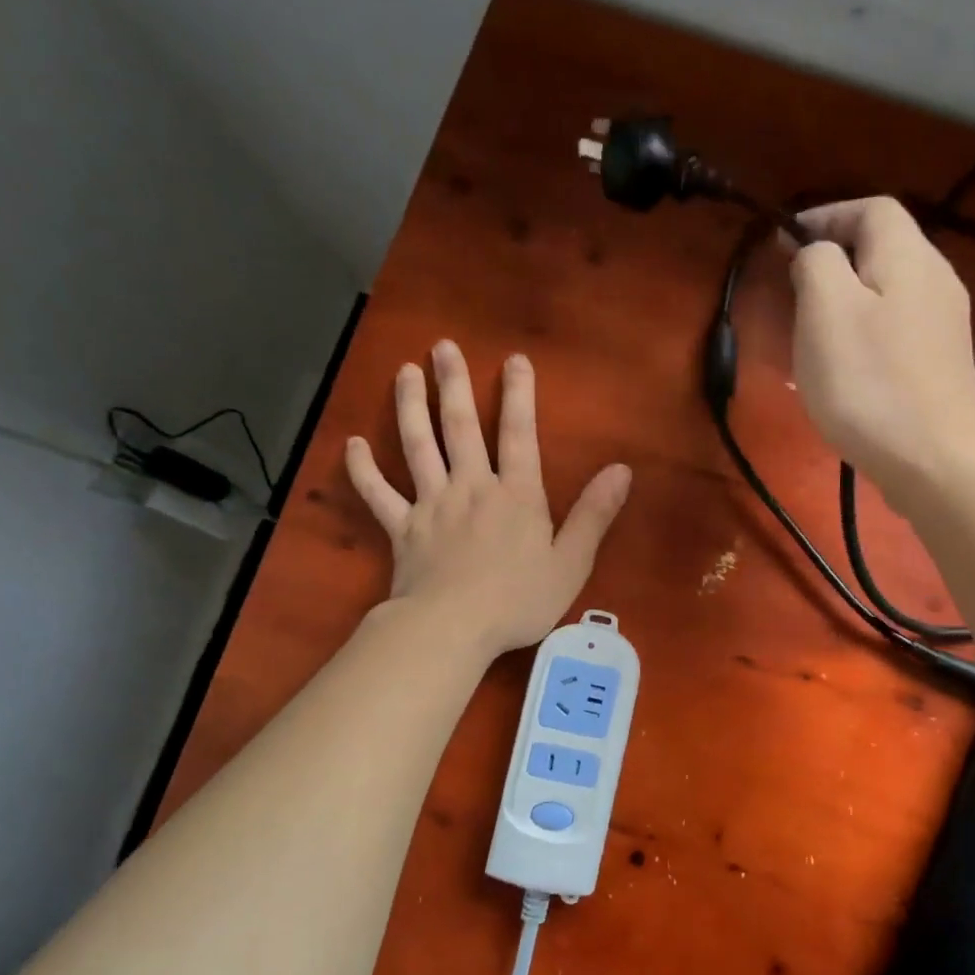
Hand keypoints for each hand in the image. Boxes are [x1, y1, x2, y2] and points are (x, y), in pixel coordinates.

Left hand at [346, 341, 631, 658]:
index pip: (519, 435)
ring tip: (404, 372)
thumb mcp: (571, 562)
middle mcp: (472, 488)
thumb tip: (622, 470)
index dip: (519, 395)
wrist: (453, 628)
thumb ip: (594, 514)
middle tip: (442, 347)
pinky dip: (363, 469)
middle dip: (452, 384)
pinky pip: (378, 494)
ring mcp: (432, 506)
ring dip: (409, 407)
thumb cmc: (519, 600)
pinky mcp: (402, 530)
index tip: (514, 359)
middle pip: (460, 428)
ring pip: (418, 447)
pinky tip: (352, 444)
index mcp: (516, 495)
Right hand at [788, 197, 974, 500]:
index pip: (870, 208)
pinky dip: (866, 333)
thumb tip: (815, 253)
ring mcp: (945, 326)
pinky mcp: (942, 366)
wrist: (934, 462)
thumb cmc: (870, 384)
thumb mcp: (825, 312)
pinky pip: (897, 330)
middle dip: (834, 260)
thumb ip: (816, 265)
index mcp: (908, 257)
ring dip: (848, 301)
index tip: (784, 243)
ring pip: (889, 292)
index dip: (825, 215)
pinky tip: (848, 370)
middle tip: (794, 293)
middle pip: (883, 249)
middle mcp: (936, 280)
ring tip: (813, 333)